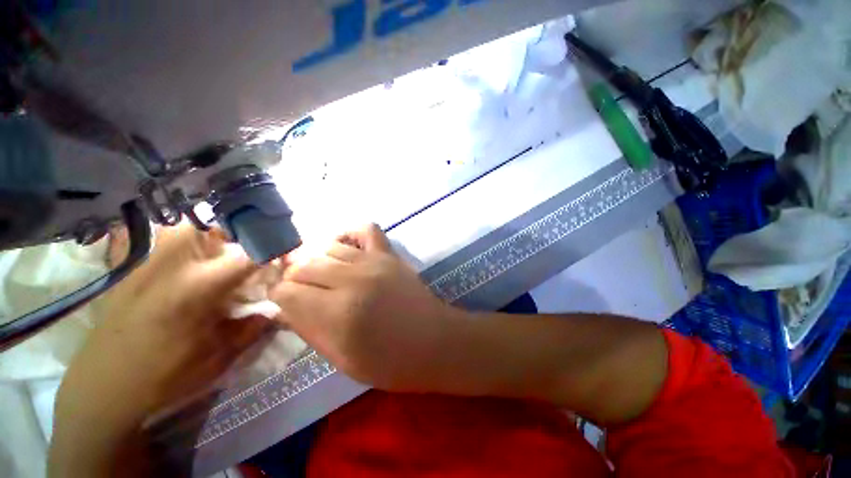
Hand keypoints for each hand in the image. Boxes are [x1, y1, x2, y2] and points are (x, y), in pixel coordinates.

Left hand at [50, 225, 270, 476]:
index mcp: (198, 286)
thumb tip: (279, 304)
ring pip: (192, 225)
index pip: (252, 252)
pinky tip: (192, 260)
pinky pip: (167, 235)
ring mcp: (147, 256)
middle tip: (252, 255)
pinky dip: (188, 241)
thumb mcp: (221, 355)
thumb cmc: (165, 374)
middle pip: (220, 225)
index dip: (277, 247)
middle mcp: (171, 261)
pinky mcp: (132, 261)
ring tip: (224, 259)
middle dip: (244, 235)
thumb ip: (255, 324)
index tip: (290, 251)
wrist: (103, 383)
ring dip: (216, 236)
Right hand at [272, 224, 462, 391]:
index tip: (288, 306)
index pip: (286, 291)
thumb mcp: (342, 360)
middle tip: (305, 294)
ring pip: (328, 247)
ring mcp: (374, 261)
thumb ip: (309, 330)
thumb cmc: (390, 362)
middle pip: (303, 265)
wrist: (434, 341)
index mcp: (338, 313)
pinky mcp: (390, 254)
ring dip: (318, 261)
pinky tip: (348, 251)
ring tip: (325, 277)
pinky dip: (350, 235)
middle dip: (296, 280)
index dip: (281, 299)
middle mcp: (352, 279)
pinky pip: (365, 229)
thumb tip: (281, 309)